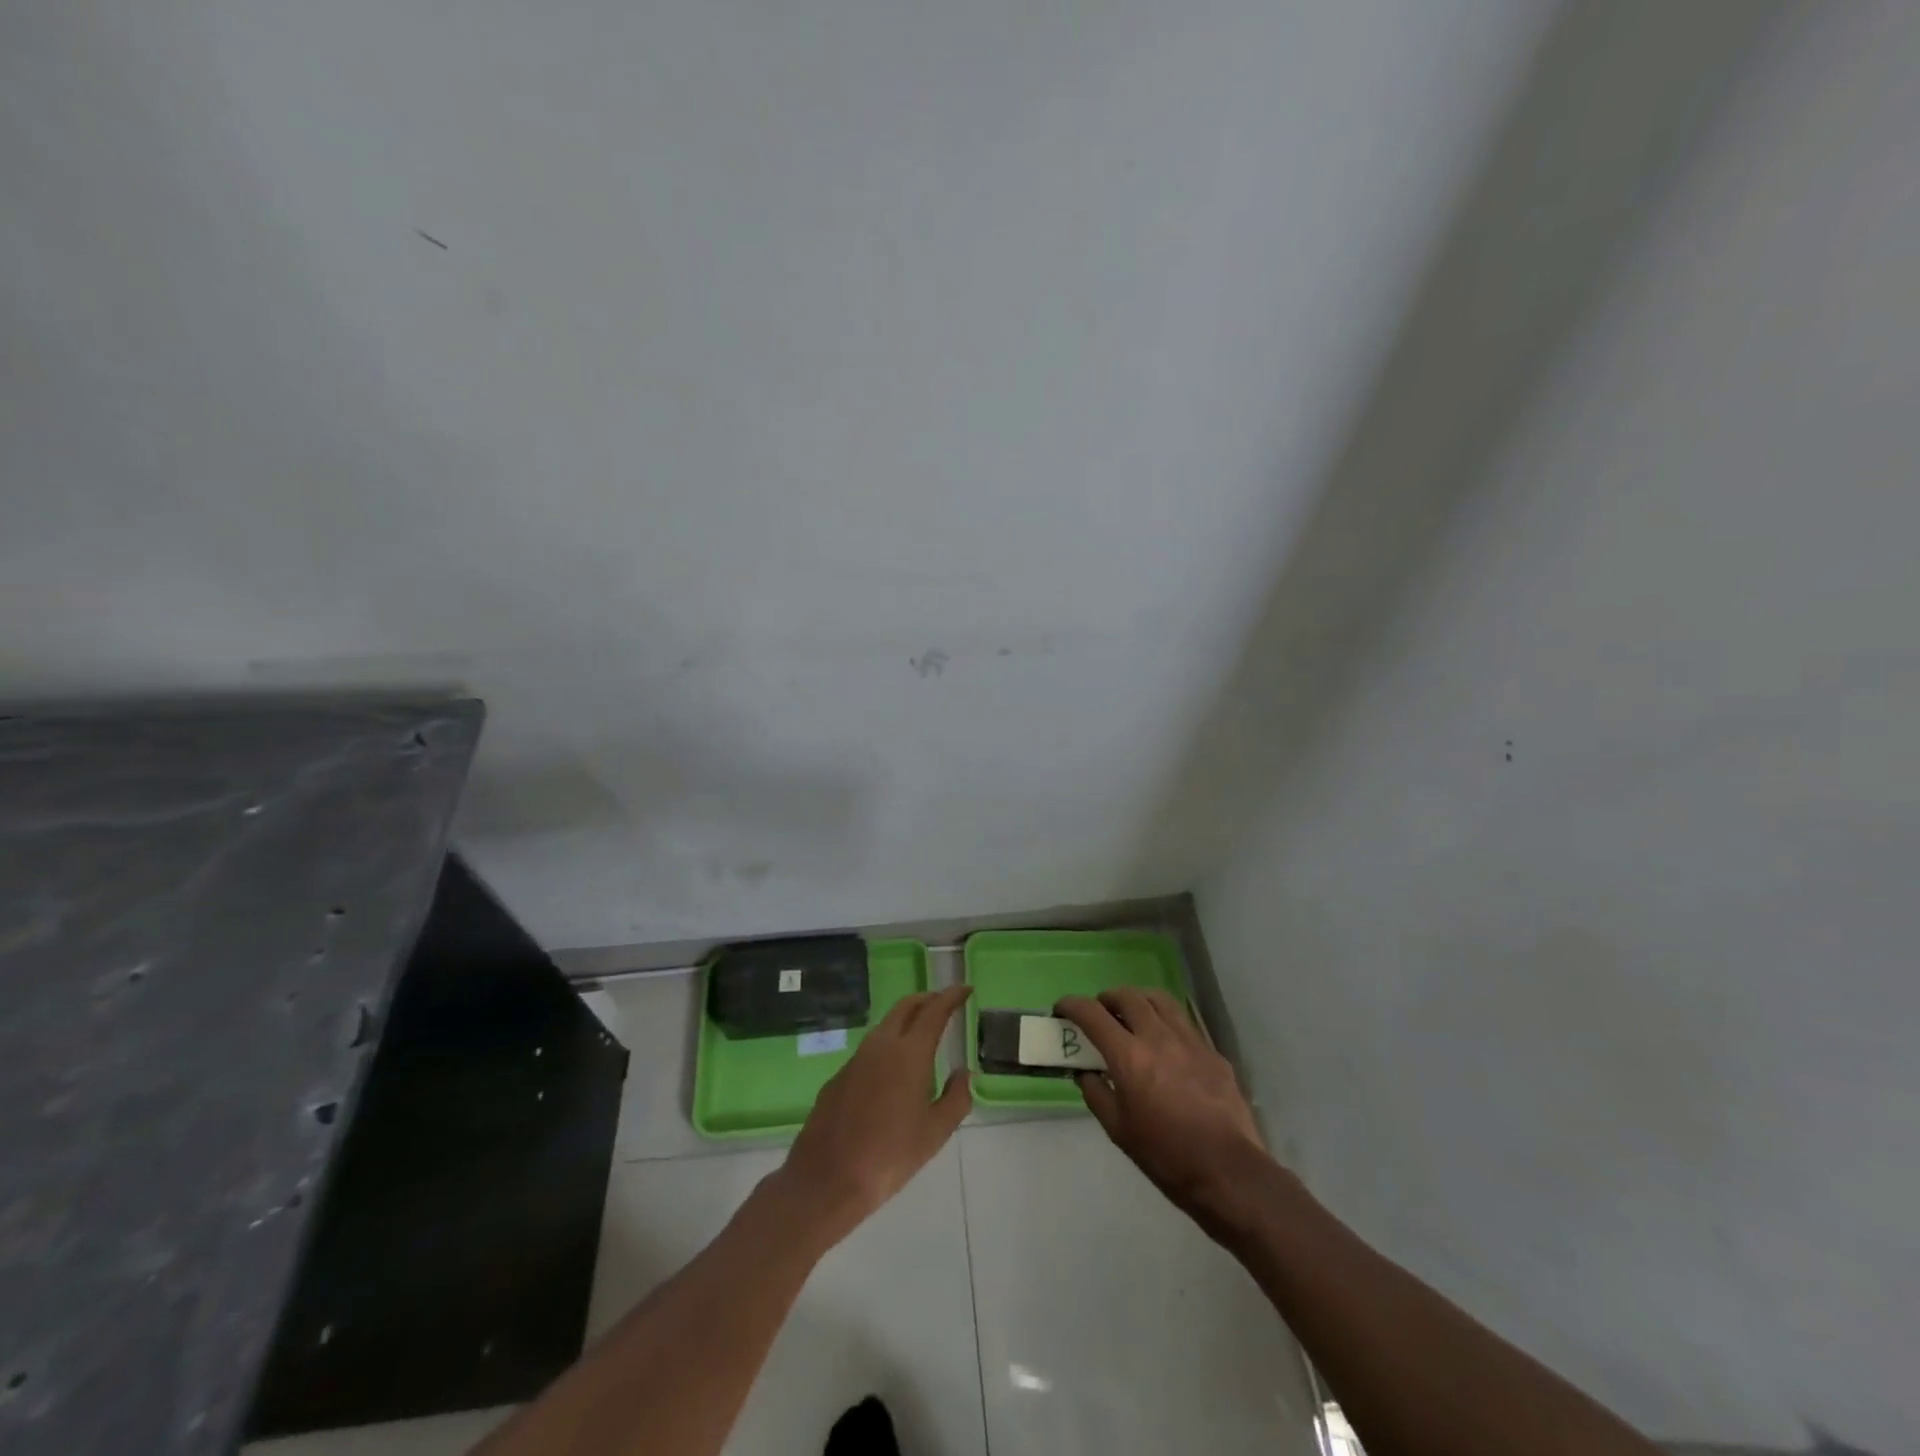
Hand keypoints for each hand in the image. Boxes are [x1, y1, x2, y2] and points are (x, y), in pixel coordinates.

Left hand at [774, 986, 972, 1245]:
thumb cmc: (890, 1156)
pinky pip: (870, 1048)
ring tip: (921, 1033)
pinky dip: (887, 1044)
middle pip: (906, 1007)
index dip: (951, 996)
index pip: (934, 1011)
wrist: (827, 1178)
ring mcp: (857, 1058)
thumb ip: (956, 1098)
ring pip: (885, 1025)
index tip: (964, 989)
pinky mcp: (839, 1075)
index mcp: (910, 1053)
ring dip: (906, 1020)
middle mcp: (882, 1045)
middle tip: (944, 1003)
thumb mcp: (935, 1133)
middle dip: (927, 999)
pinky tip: (892, 1071)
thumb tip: (963, 1074)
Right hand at [1056, 990, 1271, 1222]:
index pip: (1093, 1014)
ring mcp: (1189, 1040)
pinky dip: (1166, 1020)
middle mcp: (1158, 1037)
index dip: (1072, 1005)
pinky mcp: (1212, 1051)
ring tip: (1133, 1012)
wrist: (1227, 1172)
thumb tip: (1085, 1073)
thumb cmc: (1165, 1156)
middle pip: (1128, 997)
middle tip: (1100, 1011)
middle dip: (1107, 998)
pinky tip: (1166, 1040)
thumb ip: (1096, 1094)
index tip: (1062, 1008)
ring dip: (1139, 999)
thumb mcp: (1118, 1130)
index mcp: (1129, 1056)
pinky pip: (1184, 1021)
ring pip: (1159, 1000)